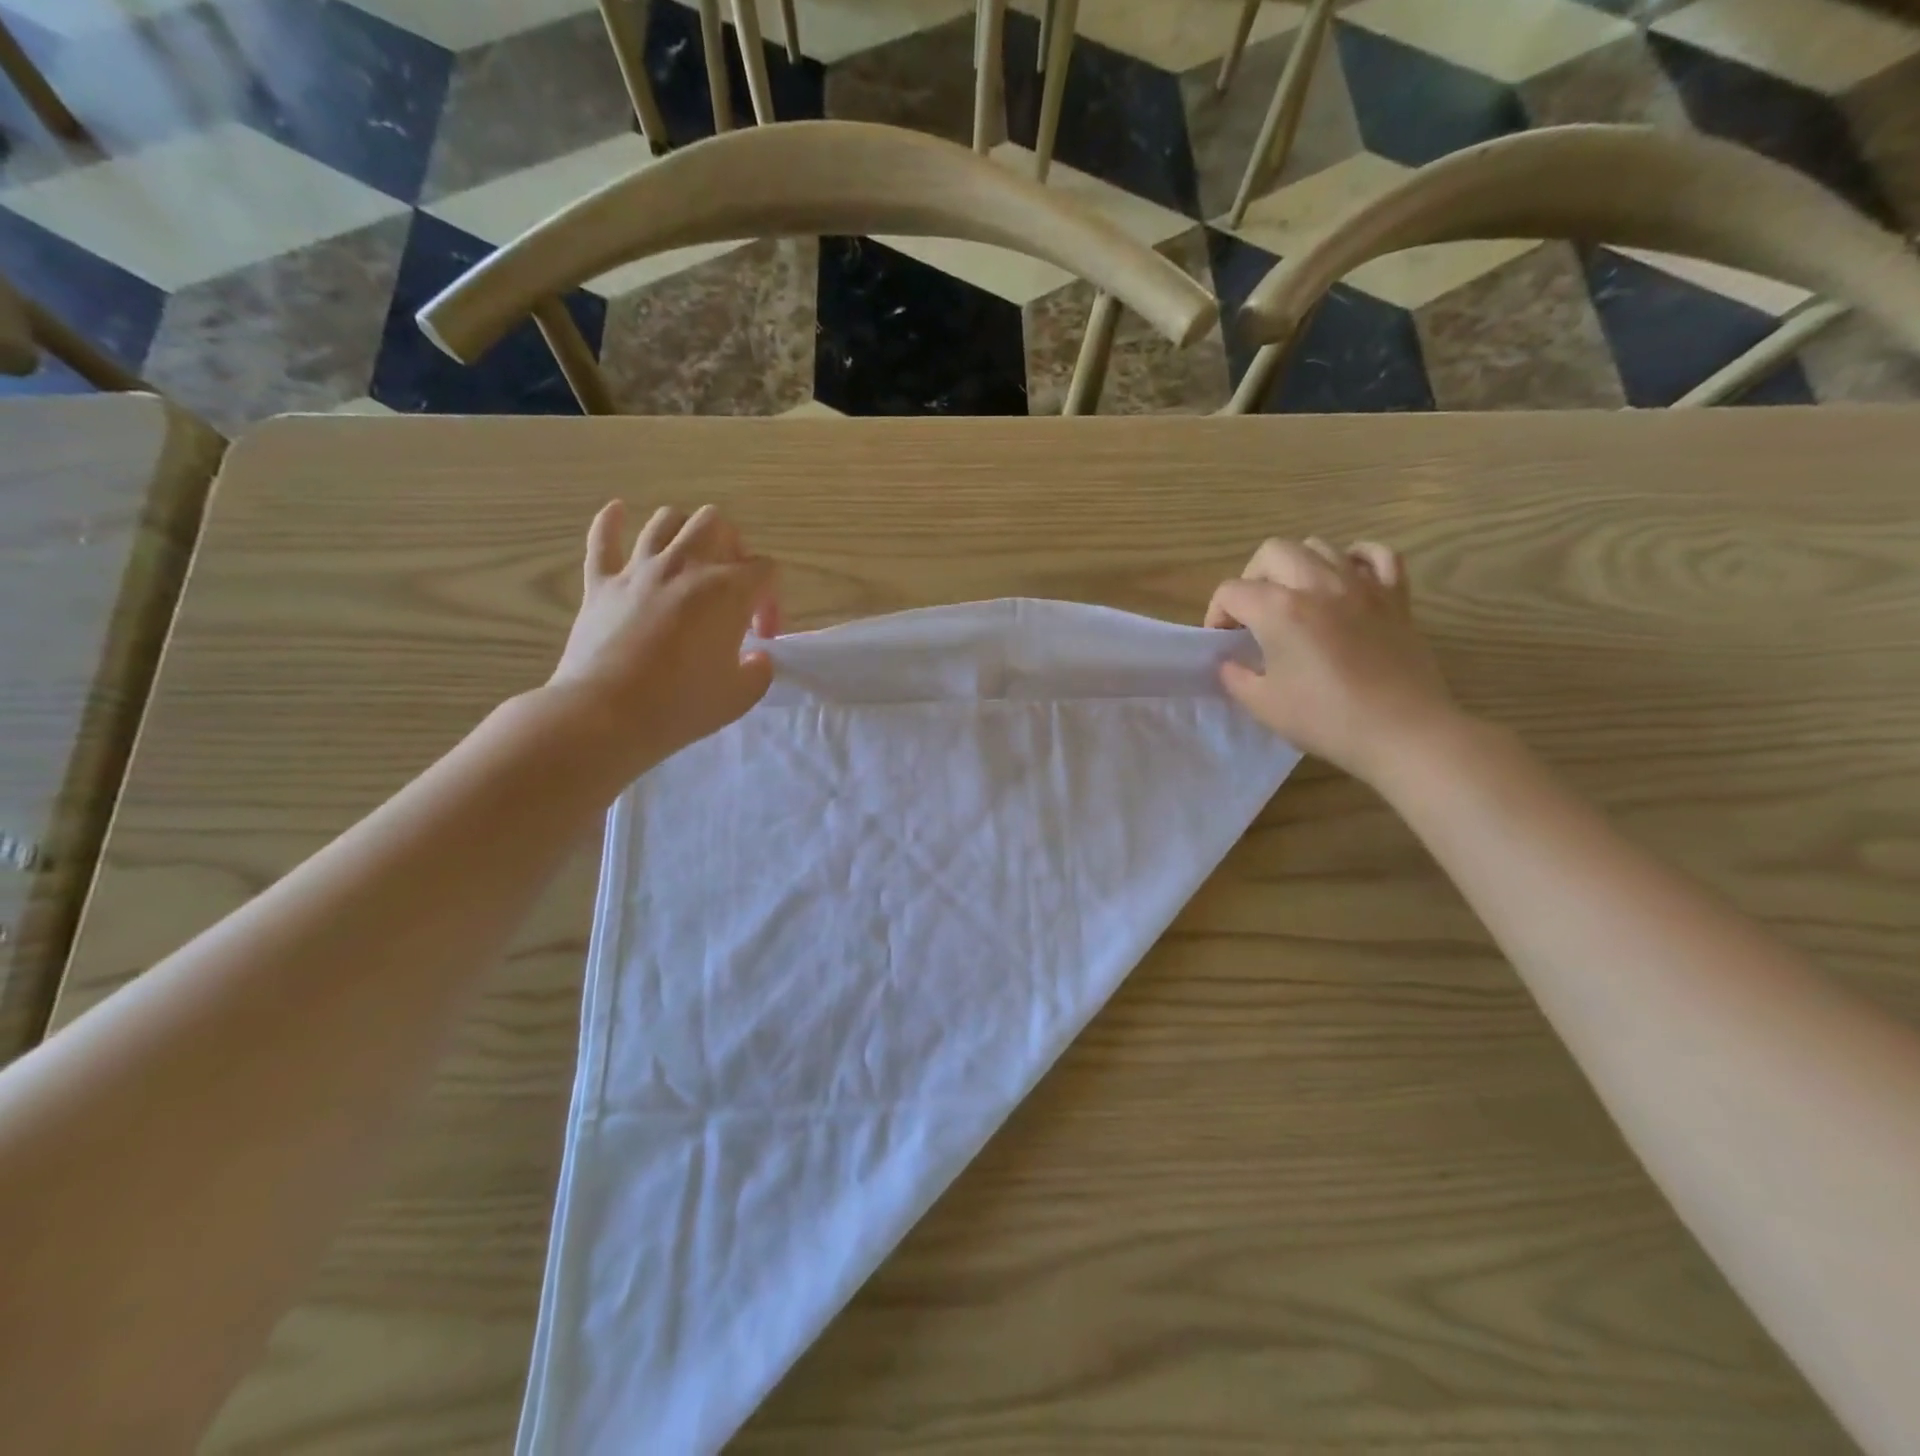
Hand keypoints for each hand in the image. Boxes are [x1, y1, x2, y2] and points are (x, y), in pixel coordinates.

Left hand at [548, 501, 779, 766]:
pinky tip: (618, 512)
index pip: (766, 570)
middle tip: (731, 585)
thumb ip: (759, 670)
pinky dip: (610, 521)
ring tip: (690, 558)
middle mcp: (685, 566)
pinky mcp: (601, 583)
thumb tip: (756, 657)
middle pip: (717, 524)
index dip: (772, 600)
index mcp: (727, 590)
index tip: (761, 637)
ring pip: (667, 520)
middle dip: (733, 548)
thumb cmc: (681, 706)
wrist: (606, 715)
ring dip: (685, 532)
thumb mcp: (740, 696)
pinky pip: (602, 538)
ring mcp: (639, 570)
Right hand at [1206, 537, 1461, 783]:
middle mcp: (1318, 584)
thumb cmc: (1326, 719)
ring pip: (1320, 546)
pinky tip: (1347, 577)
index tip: (1223, 642)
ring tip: (1295, 598)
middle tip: (1254, 614)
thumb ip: (1235, 676)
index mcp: (1280, 610)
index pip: (1231, 592)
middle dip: (1252, 578)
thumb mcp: (1263, 705)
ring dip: (1297, 566)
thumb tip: (1229, 662)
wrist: (1402, 732)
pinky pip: (1378, 555)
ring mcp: (1361, 585)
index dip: (1216, 615)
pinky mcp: (1395, 596)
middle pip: (1272, 552)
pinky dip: (1357, 558)